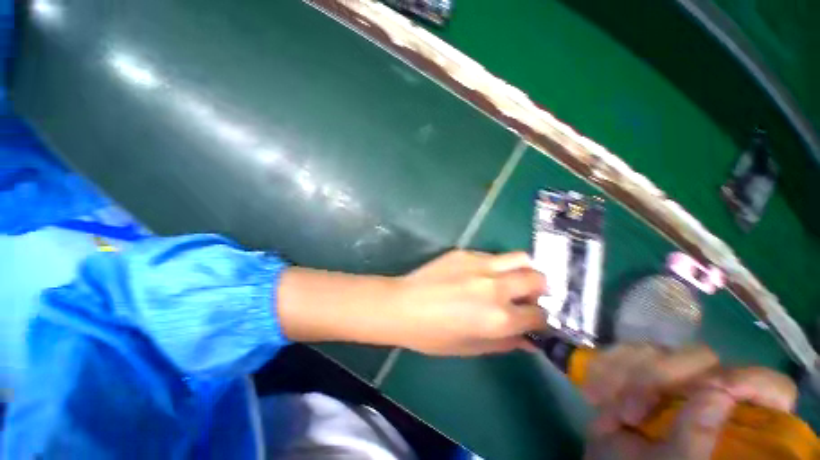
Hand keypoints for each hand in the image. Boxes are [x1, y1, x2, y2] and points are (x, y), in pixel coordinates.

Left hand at [390, 250, 546, 354]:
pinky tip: (480, 274)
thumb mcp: (471, 347)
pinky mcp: (465, 252)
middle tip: (526, 297)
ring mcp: (480, 264)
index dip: (540, 319)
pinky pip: (493, 255)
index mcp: (498, 317)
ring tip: (511, 280)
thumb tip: (530, 340)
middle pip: (537, 279)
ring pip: (520, 258)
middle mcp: (495, 287)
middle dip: (539, 290)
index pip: (539, 314)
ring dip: (523, 270)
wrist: (403, 305)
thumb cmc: (432, 334)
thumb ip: (506, 343)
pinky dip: (497, 265)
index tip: (533, 319)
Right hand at [583, 344, 796, 459]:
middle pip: (702, 360)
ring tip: (610, 411)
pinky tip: (595, 393)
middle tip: (630, 413)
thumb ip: (696, 438)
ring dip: (626, 376)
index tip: (718, 388)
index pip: (772, 389)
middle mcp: (711, 396)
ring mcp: (674, 382)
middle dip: (658, 378)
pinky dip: (607, 367)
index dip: (753, 380)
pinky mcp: (640, 371)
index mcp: (735, 423)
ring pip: (658, 350)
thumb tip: (718, 392)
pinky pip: (625, 351)